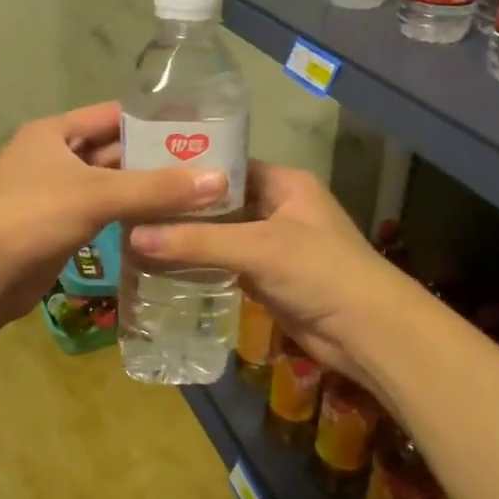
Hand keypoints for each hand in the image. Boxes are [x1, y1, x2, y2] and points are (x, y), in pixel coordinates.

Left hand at [0, 101, 229, 314]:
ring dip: (143, 189)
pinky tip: (162, 222)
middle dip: (154, 158)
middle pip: (113, 150)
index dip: (153, 119)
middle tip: (206, 165)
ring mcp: (54, 193)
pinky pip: (101, 213)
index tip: (198, 128)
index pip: (113, 114)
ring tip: (194, 193)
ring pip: (109, 184)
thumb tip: (220, 180)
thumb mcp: (97, 195)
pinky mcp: (57, 226)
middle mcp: (54, 156)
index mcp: (55, 132)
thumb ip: (157, 188)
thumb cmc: (33, 217)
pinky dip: (128, 215)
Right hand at [130, 163, 422, 390]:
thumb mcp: (257, 248)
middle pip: (220, 202)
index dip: (188, 168)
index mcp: (284, 182)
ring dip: (188, 238)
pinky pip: (225, 264)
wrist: (367, 334)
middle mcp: (278, 207)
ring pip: (221, 234)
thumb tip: (132, 237)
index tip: (143, 170)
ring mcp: (273, 244)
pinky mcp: (267, 277)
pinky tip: (162, 266)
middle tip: (131, 206)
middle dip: (182, 207)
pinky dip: (200, 265)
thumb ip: (196, 242)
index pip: (227, 165)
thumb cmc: (320, 272)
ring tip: (136, 234)